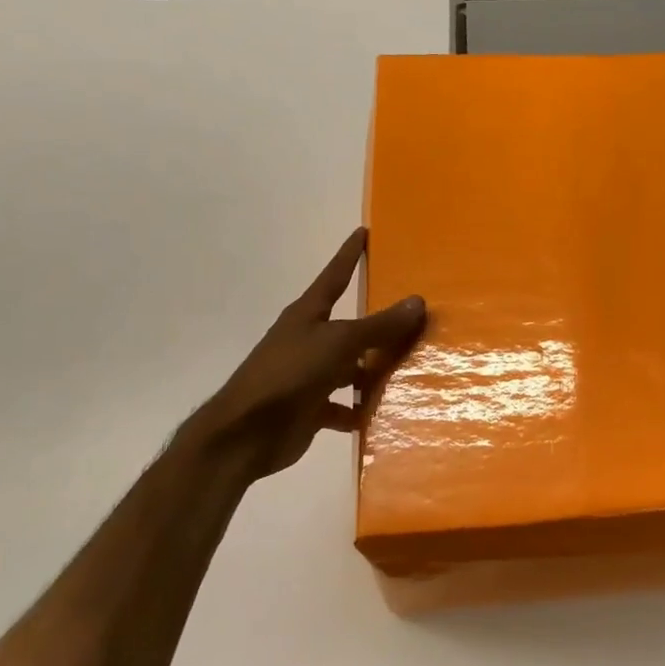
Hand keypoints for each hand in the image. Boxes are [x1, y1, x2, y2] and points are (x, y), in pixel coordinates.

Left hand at [169, 228, 425, 481]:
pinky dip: (359, 410)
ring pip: (350, 367)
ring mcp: (308, 375)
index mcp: (308, 314)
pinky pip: (342, 406)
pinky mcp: (310, 408)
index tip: (363, 232)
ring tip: (410, 370)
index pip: (335, 275)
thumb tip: (418, 300)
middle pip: (350, 326)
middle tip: (414, 315)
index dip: (349, 255)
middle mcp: (308, 340)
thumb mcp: (339, 343)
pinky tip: (382, 413)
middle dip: (378, 324)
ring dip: (373, 371)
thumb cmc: (290, 374)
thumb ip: (379, 326)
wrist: (246, 433)